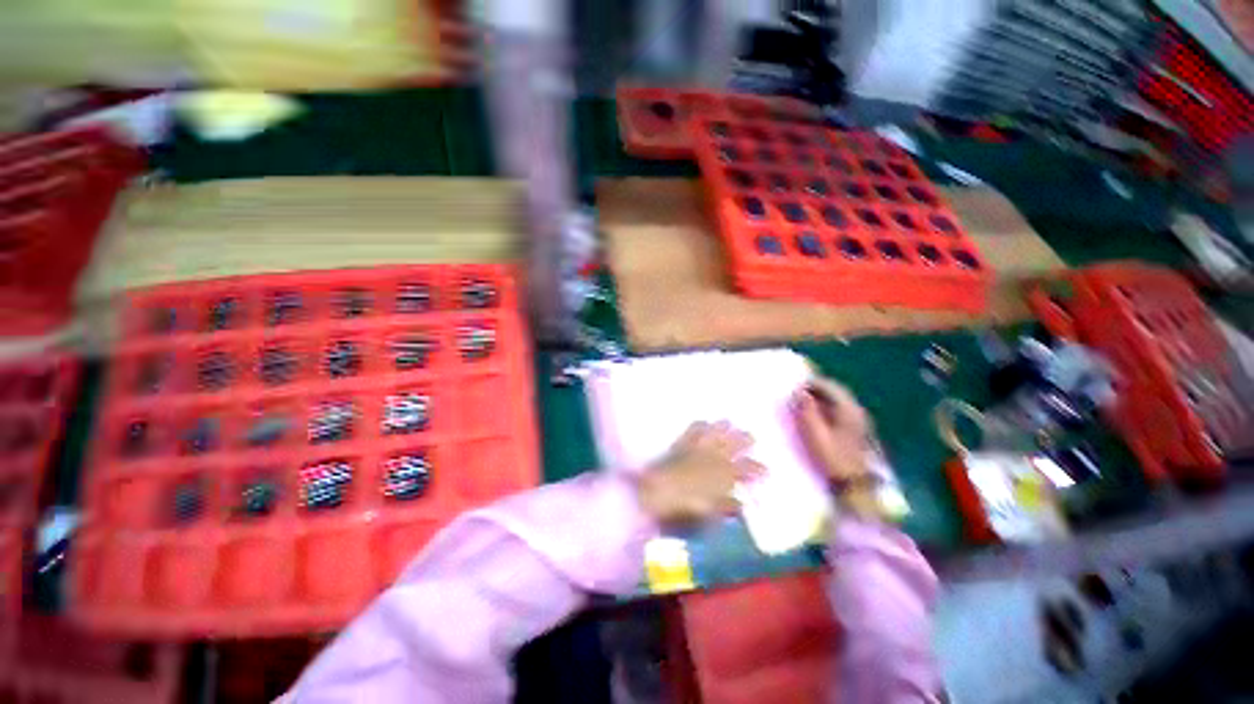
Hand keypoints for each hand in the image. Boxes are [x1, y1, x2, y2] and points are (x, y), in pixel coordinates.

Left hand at [636, 421, 762, 524]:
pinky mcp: (681, 443)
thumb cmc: (684, 509)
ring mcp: (697, 447)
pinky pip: (693, 429)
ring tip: (729, 423)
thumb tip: (739, 504)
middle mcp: (714, 457)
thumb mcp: (709, 514)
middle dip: (744, 439)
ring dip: (724, 427)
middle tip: (751, 436)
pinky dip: (700, 425)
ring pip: (716, 432)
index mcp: (724, 475)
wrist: (654, 493)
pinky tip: (703, 422)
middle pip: (733, 443)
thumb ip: (726, 507)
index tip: (765, 469)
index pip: (746, 469)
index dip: (757, 468)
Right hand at [794, 377, 872, 482]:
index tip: (795, 385)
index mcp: (847, 408)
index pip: (828, 386)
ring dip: (822, 397)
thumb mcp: (815, 434)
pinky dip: (828, 406)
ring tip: (805, 401)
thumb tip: (799, 392)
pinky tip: (818, 414)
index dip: (811, 383)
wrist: (856, 484)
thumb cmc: (833, 458)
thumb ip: (807, 411)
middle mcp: (856, 410)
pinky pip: (841, 409)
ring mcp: (860, 420)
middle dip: (817, 388)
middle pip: (836, 391)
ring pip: (839, 400)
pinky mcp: (858, 429)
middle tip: (798, 391)